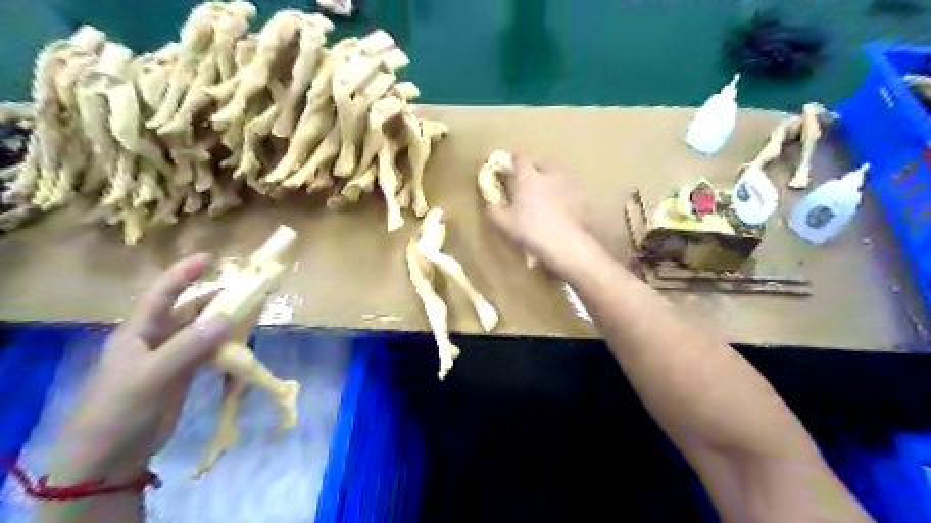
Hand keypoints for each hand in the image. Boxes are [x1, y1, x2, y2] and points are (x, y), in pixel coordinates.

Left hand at [46, 256, 233, 484]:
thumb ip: (190, 346)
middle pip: (189, 310)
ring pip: (203, 331)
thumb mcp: (151, 376)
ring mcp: (171, 357)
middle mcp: (156, 339)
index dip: (184, 274)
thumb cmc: (120, 410)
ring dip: (225, 321)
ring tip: (252, 312)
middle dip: (216, 298)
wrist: (110, 458)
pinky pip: (209, 351)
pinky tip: (242, 342)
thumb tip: (229, 317)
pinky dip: (226, 344)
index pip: (162, 294)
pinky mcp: (184, 374)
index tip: (211, 258)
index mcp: (138, 331)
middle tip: (248, 289)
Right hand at [483, 153, 591, 271]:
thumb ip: (494, 210)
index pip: (521, 156)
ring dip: (550, 180)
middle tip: (527, 180)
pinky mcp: (579, 198)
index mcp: (528, 177)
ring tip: (545, 194)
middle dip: (534, 168)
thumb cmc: (529, 230)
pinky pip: (567, 191)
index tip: (510, 162)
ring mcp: (567, 185)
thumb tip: (491, 202)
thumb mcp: (504, 223)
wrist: (564, 243)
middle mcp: (549, 175)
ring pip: (556, 175)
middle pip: (541, 163)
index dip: (515, 157)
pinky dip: (562, 195)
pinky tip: (559, 208)